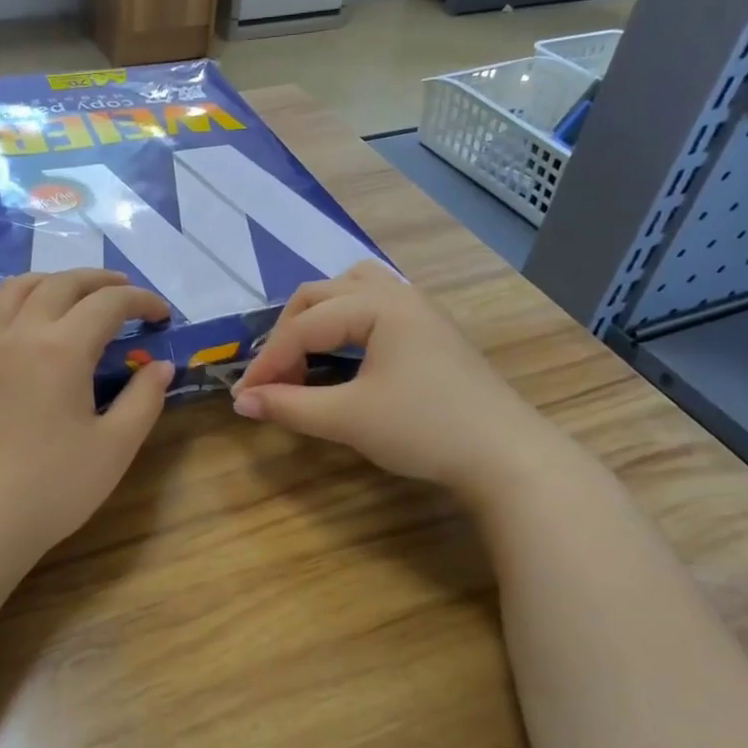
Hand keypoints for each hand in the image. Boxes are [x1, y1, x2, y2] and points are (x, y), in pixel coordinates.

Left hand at [0, 270, 174, 558]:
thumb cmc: (52, 487)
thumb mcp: (115, 447)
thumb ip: (143, 400)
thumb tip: (161, 366)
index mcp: (62, 349)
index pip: (108, 304)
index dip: (141, 301)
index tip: (161, 315)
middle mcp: (20, 332)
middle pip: (62, 284)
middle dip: (100, 281)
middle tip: (125, 294)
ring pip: (16, 287)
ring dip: (52, 280)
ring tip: (72, 292)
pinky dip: (8, 296)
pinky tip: (18, 311)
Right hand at [232, 262, 556, 503]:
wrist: (506, 456)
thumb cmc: (425, 429)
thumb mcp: (349, 418)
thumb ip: (289, 406)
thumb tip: (241, 402)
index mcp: (377, 305)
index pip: (304, 326)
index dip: (268, 361)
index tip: (244, 396)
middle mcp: (397, 294)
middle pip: (321, 295)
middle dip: (288, 334)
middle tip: (273, 377)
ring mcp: (418, 310)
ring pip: (351, 290)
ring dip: (318, 317)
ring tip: (303, 353)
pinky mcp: (430, 331)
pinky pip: (374, 305)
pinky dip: (345, 321)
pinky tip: (344, 353)